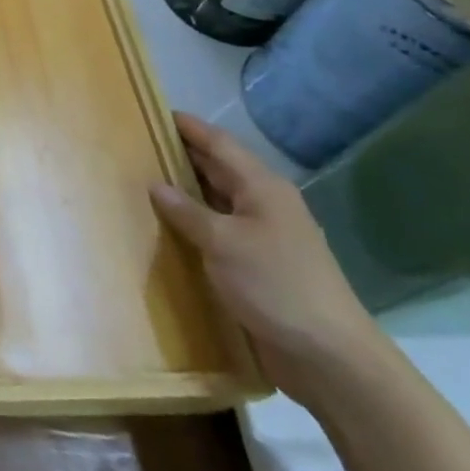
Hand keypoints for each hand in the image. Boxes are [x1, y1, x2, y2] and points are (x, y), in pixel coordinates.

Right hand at [151, 112, 387, 404]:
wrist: (330, 357)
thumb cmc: (276, 285)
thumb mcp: (223, 243)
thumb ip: (187, 211)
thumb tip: (156, 185)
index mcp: (262, 187)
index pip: (218, 143)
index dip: (188, 127)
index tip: (154, 112)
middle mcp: (265, 204)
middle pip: (218, 169)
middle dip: (182, 156)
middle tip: (139, 145)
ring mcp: (265, 236)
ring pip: (218, 201)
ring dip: (187, 192)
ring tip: (145, 182)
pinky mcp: (260, 265)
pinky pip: (220, 232)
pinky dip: (196, 224)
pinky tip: (170, 228)